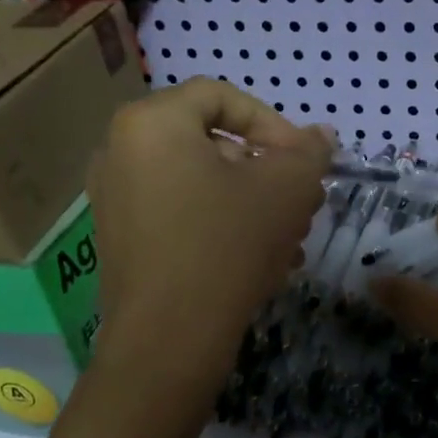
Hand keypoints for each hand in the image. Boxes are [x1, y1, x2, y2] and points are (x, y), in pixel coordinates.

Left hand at [87, 79, 329, 404]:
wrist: (168, 339)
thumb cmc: (227, 246)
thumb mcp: (286, 190)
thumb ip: (309, 152)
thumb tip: (321, 135)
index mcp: (152, 123)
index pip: (222, 97)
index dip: (274, 124)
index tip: (304, 164)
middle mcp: (121, 152)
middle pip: (212, 144)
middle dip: (269, 172)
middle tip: (304, 204)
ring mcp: (116, 200)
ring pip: (201, 185)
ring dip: (253, 204)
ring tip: (291, 240)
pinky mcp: (122, 242)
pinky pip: (182, 217)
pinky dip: (222, 227)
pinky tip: (260, 262)